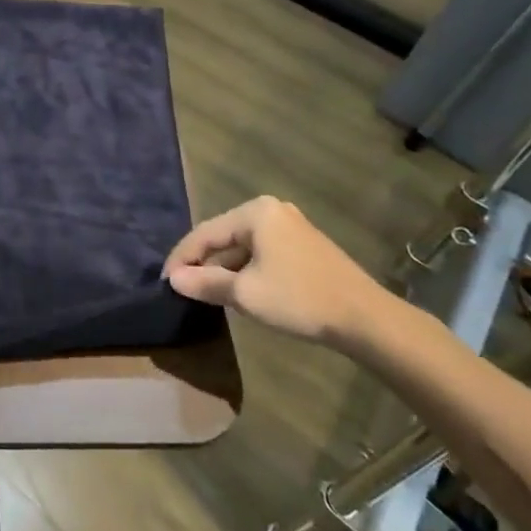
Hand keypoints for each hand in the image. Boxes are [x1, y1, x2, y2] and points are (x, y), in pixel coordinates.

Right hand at [164, 196, 392, 346]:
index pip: (205, 233)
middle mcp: (271, 210)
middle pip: (223, 236)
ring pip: (243, 246)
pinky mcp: (303, 246)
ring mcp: (290, 226)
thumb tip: (173, 279)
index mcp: (255, 212)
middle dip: (203, 263)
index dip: (181, 258)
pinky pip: (261, 253)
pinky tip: (239, 291)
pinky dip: (245, 270)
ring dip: (224, 269)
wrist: (365, 319)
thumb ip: (205, 282)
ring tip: (206, 293)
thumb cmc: (299, 299)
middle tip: (183, 288)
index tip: (165, 281)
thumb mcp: (245, 293)